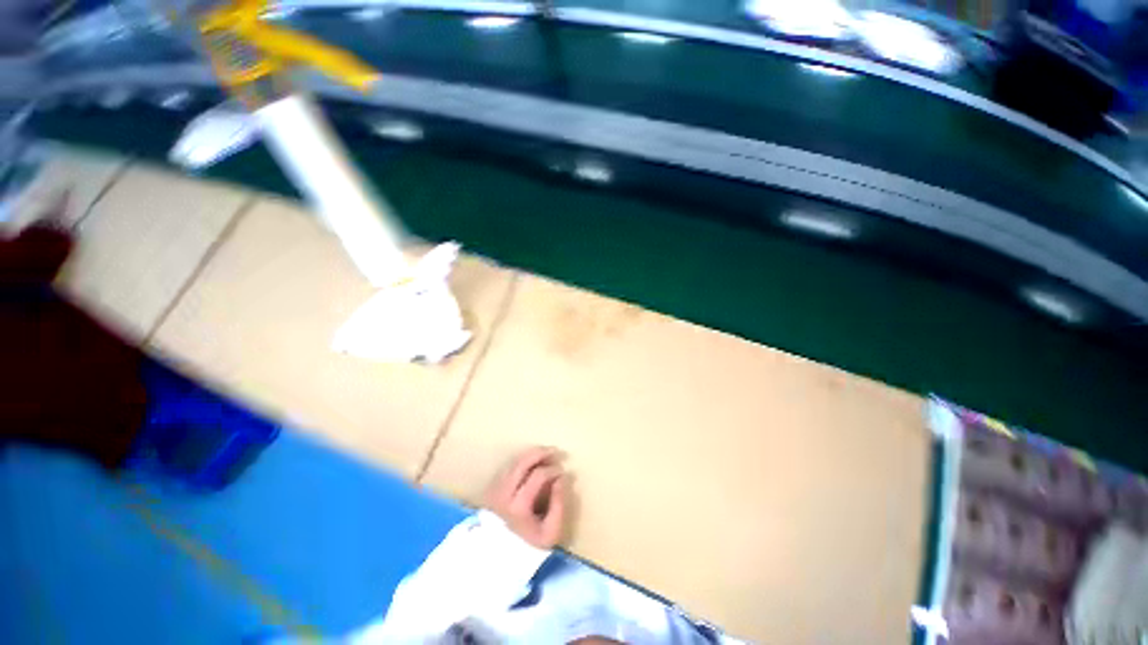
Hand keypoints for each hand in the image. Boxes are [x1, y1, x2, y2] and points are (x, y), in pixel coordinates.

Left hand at [484, 447, 568, 548]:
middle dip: (540, 453)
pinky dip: (520, 461)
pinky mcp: (491, 489)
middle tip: (554, 450)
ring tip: (545, 453)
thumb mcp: (551, 532)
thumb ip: (559, 504)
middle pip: (521, 463)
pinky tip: (531, 461)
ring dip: (530, 455)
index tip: (563, 472)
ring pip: (513, 462)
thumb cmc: (529, 546)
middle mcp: (504, 494)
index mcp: (519, 506)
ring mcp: (495, 490)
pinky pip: (507, 467)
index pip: (538, 476)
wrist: (499, 558)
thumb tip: (562, 479)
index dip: (553, 470)